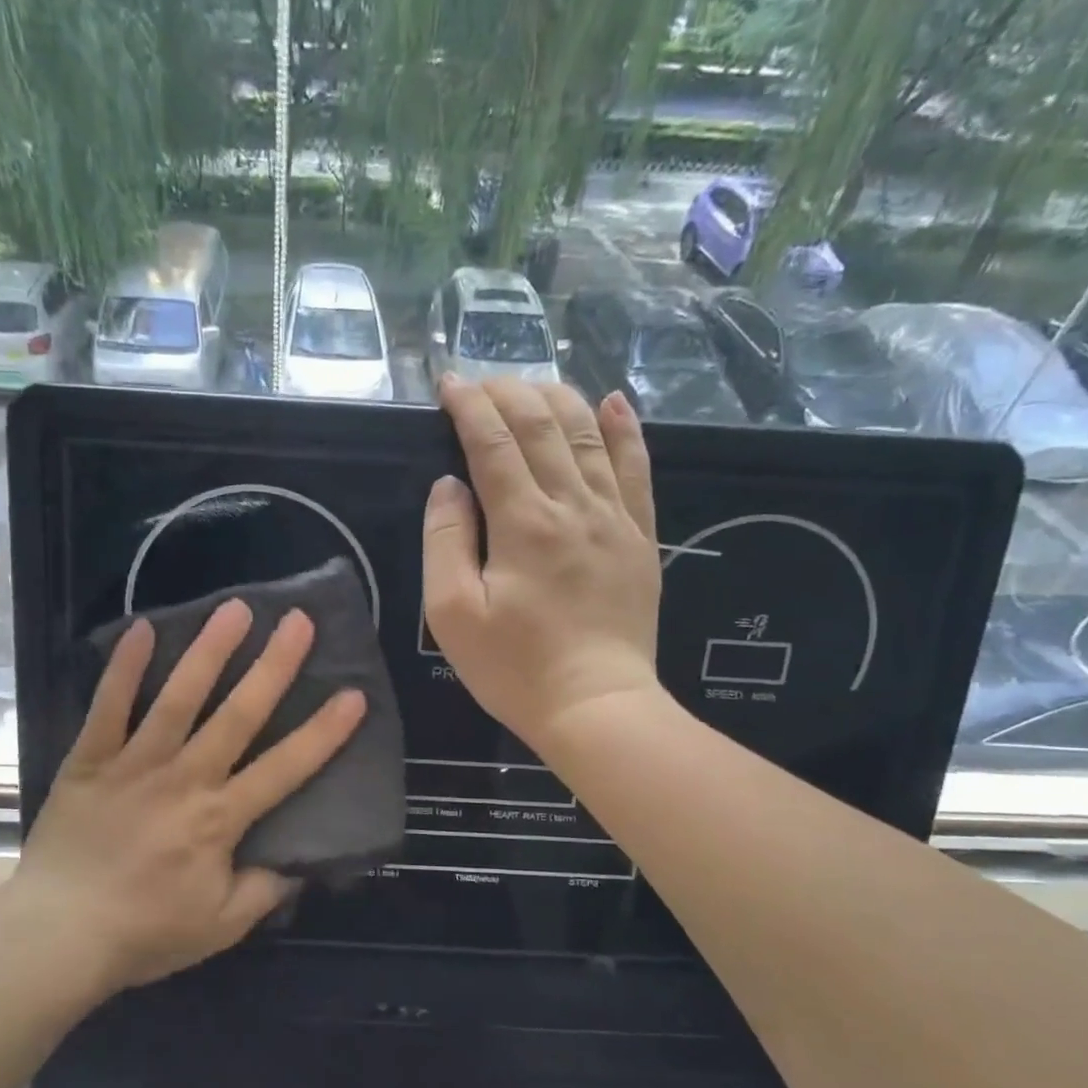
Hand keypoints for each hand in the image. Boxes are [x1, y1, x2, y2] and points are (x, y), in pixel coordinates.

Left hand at [7, 599, 365, 993]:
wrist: (57, 936)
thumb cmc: (144, 933)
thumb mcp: (221, 927)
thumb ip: (264, 890)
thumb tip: (298, 862)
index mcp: (220, 819)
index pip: (285, 768)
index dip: (323, 732)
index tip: (353, 694)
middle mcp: (184, 779)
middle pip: (238, 715)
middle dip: (273, 666)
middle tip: (299, 622)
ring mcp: (135, 764)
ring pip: (178, 698)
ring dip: (209, 651)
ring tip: (235, 609)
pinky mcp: (90, 760)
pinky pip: (108, 707)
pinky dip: (124, 668)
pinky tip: (141, 628)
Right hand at [423, 376, 665, 748]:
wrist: (596, 706)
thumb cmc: (514, 667)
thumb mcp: (453, 614)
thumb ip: (446, 541)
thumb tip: (449, 485)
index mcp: (521, 523)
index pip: (491, 442)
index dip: (468, 406)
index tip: (448, 384)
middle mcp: (571, 505)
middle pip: (541, 425)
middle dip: (507, 392)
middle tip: (481, 381)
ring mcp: (614, 518)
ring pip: (588, 434)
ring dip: (557, 398)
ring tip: (532, 384)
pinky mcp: (641, 537)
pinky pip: (637, 468)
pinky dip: (625, 429)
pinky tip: (613, 401)